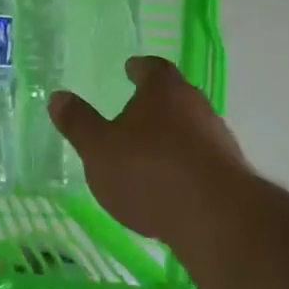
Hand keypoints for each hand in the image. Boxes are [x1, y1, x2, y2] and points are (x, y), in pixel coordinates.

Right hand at [50, 57, 251, 249]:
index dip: (140, 68)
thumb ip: (79, 123)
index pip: (153, 67)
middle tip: (135, 109)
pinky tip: (169, 182)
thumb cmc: (149, 172)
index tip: (130, 68)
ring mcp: (218, 139)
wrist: (216, 220)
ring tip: (149, 150)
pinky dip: (184, 163)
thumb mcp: (98, 148)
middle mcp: (196, 106)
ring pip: (191, 127)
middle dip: (155, 102)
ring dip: (172, 134)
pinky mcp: (231, 173)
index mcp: (164, 91)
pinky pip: (201, 158)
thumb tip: (58, 97)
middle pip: (176, 95)